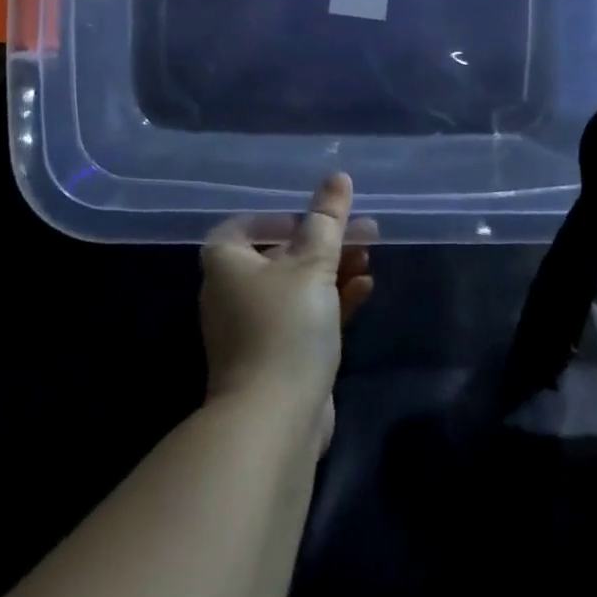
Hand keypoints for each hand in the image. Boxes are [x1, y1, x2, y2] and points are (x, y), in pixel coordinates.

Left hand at [201, 173, 374, 448]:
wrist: (274, 420)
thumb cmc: (286, 326)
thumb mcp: (313, 264)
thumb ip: (328, 219)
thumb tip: (338, 176)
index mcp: (226, 261)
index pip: (250, 224)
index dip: (285, 217)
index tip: (320, 217)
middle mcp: (232, 291)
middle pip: (281, 253)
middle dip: (323, 241)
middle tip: (363, 231)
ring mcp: (253, 327)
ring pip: (296, 286)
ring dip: (332, 269)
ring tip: (370, 255)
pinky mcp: (276, 356)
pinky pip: (304, 316)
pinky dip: (331, 300)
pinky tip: (364, 288)